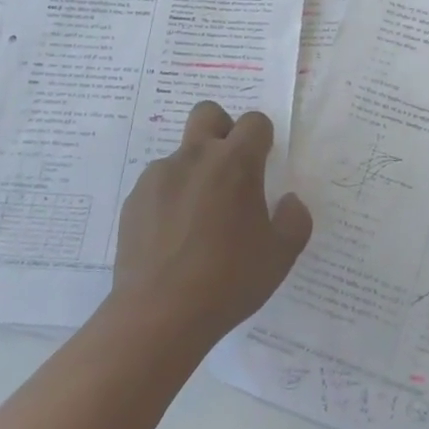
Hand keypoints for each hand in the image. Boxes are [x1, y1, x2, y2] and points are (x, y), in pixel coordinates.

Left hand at [113, 101, 312, 344]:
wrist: (158, 315)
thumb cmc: (228, 280)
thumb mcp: (281, 255)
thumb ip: (294, 219)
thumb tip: (289, 201)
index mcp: (236, 162)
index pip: (254, 121)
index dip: (262, 137)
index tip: (264, 164)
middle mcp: (195, 157)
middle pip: (208, 113)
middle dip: (222, 129)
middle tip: (230, 170)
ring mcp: (159, 176)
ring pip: (181, 154)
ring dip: (194, 171)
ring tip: (198, 219)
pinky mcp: (134, 200)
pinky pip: (158, 185)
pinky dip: (169, 198)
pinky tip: (173, 237)